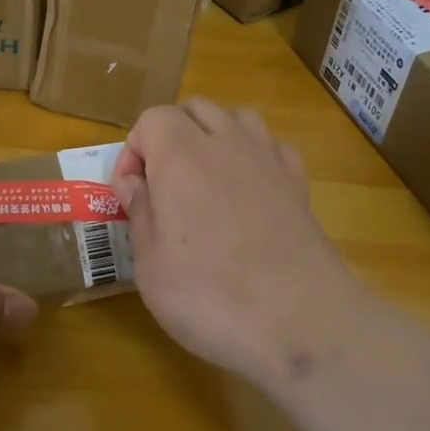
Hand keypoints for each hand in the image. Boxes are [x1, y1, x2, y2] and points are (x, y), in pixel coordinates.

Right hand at [112, 99, 372, 387]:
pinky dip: (254, 156)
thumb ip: (139, 212)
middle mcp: (225, 143)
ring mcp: (268, 159)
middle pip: (194, 109)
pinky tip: (249, 189)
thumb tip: (135, 183)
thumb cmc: (209, 293)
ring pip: (236, 118)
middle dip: (171, 135)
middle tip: (161, 184)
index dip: (133, 152)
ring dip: (214, 136)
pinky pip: (272, 147)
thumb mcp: (150, 263)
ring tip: (204, 178)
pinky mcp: (299, 184)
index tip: (129, 195)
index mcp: (180, 155)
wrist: (300, 321)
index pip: (151, 119)